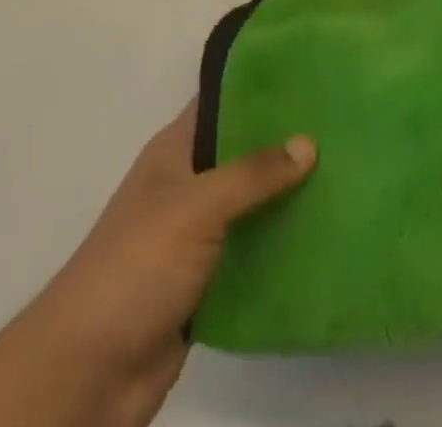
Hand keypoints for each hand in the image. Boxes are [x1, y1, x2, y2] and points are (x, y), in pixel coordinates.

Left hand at [0, 100, 315, 426]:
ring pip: (252, 206)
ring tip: (347, 179)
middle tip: (343, 129)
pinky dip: (282, 249)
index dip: (258, 86)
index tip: (308, 74)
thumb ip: (250, 174)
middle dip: (285, 145)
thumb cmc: (138, 263)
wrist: (93, 367)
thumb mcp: (195, 207)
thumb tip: (307, 141)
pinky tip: (326, 240)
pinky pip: (253, 254)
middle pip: (241, 154)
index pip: (220, 102)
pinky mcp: (209, 283)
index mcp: (175, 151)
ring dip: (289, 199)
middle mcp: (187, 185)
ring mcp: (197, 236)